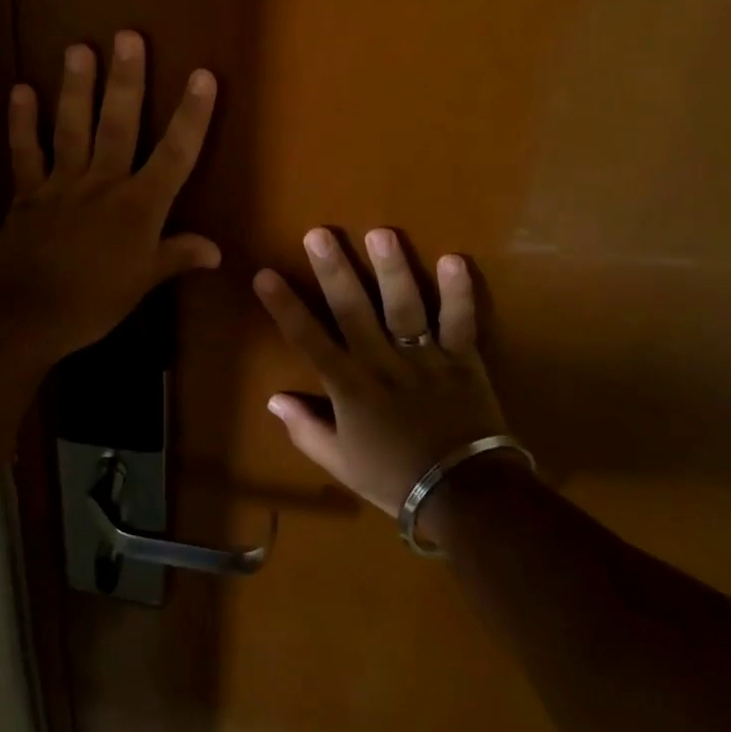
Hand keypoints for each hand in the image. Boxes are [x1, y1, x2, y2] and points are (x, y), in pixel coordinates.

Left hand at [0, 31, 220, 361]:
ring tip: (78, 48)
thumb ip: (176, 257)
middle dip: (127, 81)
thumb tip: (216, 250)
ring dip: (76, 88)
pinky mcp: (28, 193)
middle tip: (128, 37)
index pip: (175, 155)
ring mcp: (62, 184)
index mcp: (138, 207)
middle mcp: (103, 184)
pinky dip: (21, 122)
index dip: (192, 115)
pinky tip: (21, 90)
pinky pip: (25, 152)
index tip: (203, 76)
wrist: (22, 315)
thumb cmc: (91, 302)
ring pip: (72, 128)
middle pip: (119, 125)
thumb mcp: (141, 283)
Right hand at [254, 228, 513, 515]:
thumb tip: (273, 399)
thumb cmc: (396, 479)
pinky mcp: (462, 360)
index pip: (308, 339)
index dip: (284, 306)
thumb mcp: (341, 463)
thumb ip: (306, 429)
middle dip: (334, 271)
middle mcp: (381, 363)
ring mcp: (424, 359)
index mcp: (349, 386)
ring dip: (392, 270)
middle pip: (353, 310)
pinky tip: (453, 259)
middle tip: (319, 234)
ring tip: (381, 233)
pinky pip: (460, 323)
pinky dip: (460, 294)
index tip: (264, 273)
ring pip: (404, 307)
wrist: (467, 498)